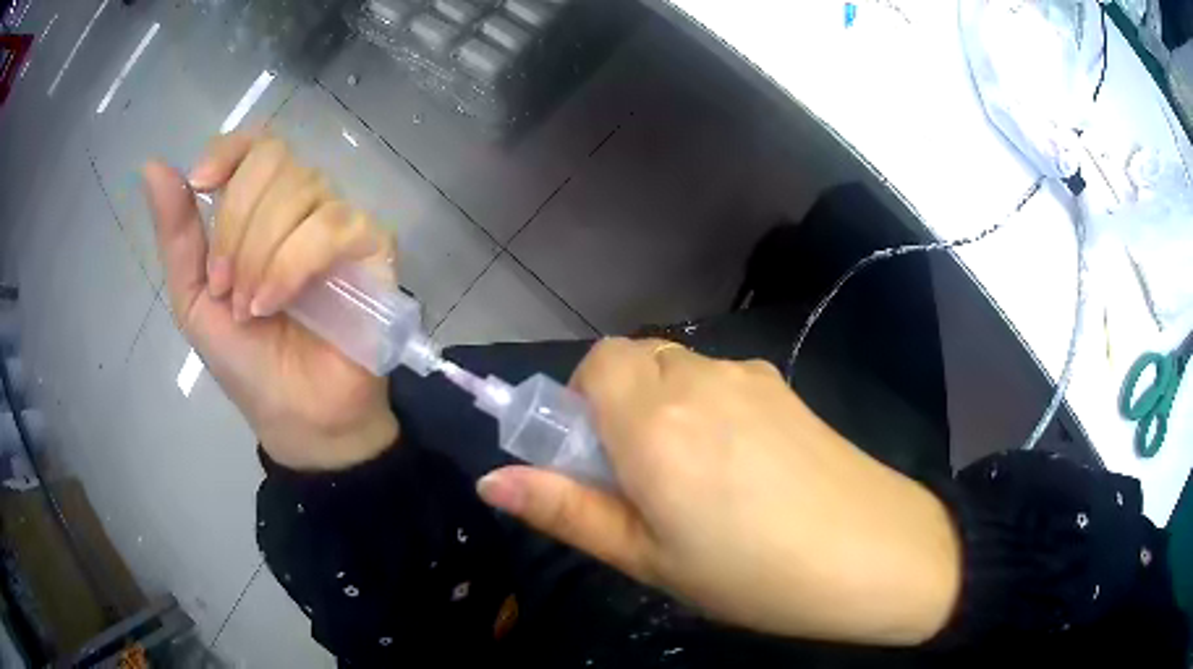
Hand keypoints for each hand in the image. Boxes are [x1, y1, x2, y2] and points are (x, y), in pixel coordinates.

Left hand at [142, 133, 398, 470]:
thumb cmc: (245, 360)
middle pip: (272, 161)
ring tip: (252, 308)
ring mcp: (338, 222)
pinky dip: (292, 262)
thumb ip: (176, 234)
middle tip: (226, 288)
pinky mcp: (373, 246)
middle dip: (236, 226)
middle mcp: (301, 204)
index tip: (200, 184)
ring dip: (261, 253)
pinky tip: (276, 303)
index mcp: (259, 210)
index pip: (255, 144)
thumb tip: (151, 165)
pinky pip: (332, 224)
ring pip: (301, 190)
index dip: (228, 152)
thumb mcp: (194, 299)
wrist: (296, 415)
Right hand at [477, 339, 960, 645]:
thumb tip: (490, 481)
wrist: (873, 553)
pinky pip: (721, 380)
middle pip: (635, 360)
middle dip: (619, 404)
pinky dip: (707, 407)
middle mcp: (699, 379)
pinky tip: (742, 468)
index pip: (596, 363)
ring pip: (678, 369)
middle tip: (642, 477)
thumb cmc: (751, 574)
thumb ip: (565, 510)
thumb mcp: (647, 558)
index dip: (582, 402)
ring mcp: (750, 377)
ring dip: (663, 406)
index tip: (596, 458)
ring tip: (696, 481)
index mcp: (655, 421)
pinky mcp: (784, 386)